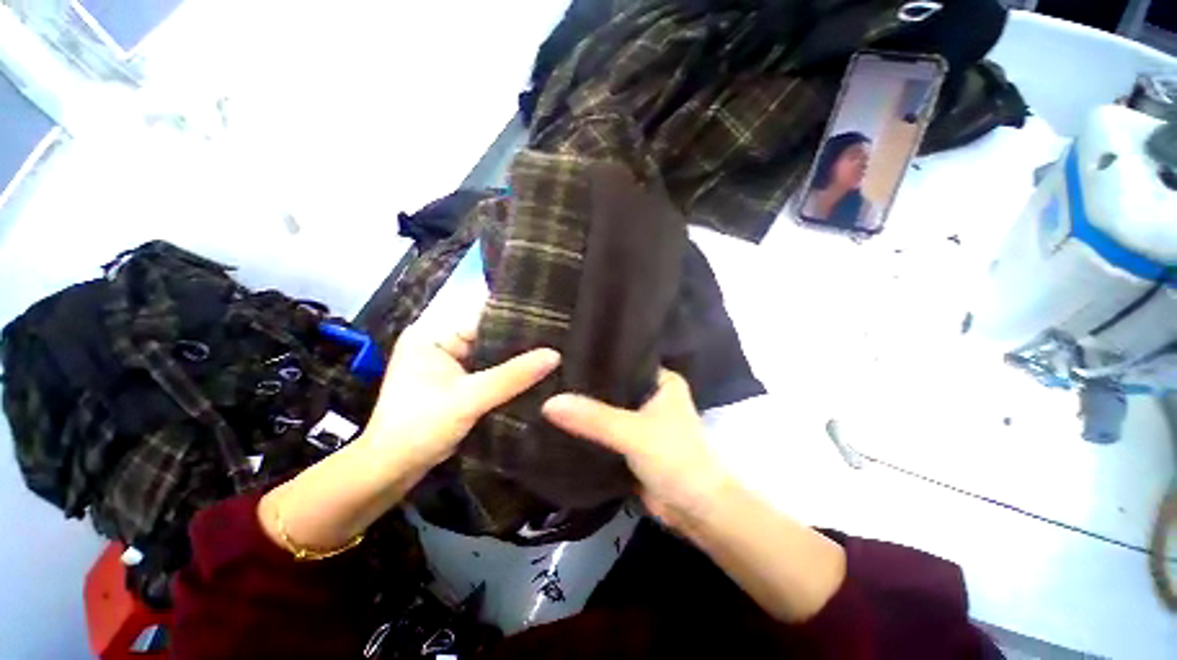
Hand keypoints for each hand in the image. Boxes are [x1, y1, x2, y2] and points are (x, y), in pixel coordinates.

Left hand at [363, 324, 560, 469]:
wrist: (392, 471)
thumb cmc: (420, 426)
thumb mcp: (469, 398)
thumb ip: (512, 376)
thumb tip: (555, 355)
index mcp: (433, 335)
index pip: (483, 317)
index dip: (515, 318)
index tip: (550, 320)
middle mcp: (441, 345)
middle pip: (489, 337)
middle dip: (519, 342)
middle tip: (558, 339)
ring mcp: (450, 366)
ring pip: (491, 358)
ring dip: (515, 361)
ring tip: (553, 354)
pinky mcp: (457, 385)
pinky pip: (489, 374)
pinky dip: (507, 377)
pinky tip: (534, 376)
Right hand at [541, 368, 730, 529]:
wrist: (696, 511)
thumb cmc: (676, 459)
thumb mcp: (633, 433)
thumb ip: (593, 418)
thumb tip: (549, 403)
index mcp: (662, 381)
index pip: (625, 360)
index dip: (597, 357)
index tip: (564, 353)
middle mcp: (652, 395)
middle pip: (614, 385)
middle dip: (586, 384)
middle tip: (550, 375)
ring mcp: (642, 420)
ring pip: (608, 408)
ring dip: (586, 408)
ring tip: (549, 393)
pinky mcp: (633, 443)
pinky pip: (606, 430)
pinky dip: (589, 429)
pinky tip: (561, 421)